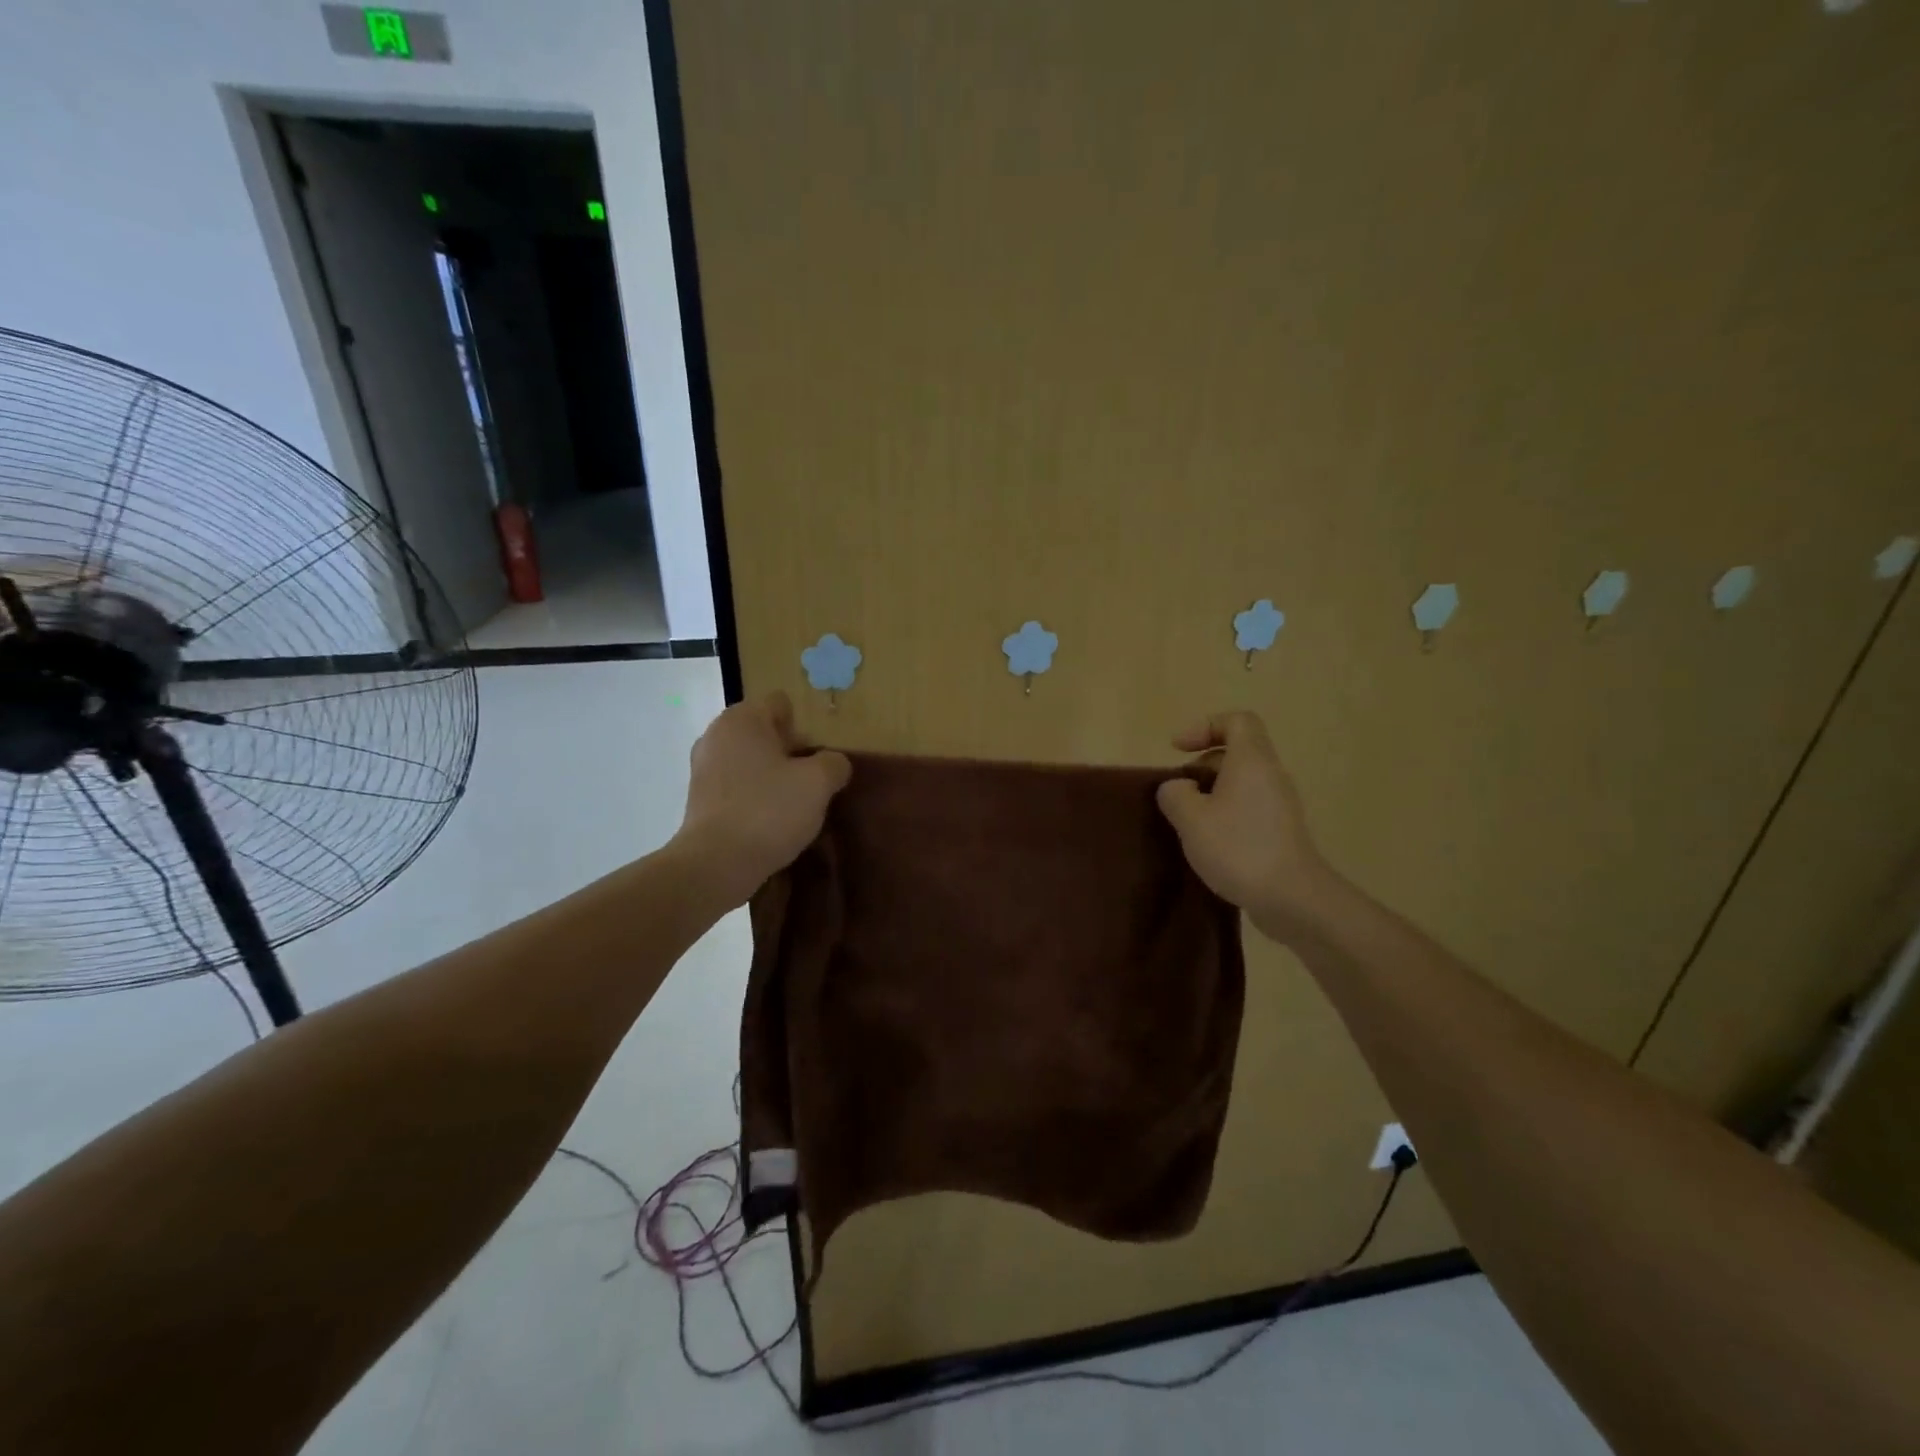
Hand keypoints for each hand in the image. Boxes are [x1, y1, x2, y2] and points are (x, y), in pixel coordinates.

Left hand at [674, 692, 851, 906]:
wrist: (717, 864)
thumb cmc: (769, 811)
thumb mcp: (818, 783)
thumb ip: (834, 763)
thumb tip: (833, 763)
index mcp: (742, 719)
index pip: (780, 704)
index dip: (804, 726)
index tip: (817, 756)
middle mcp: (716, 735)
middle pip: (765, 733)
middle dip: (790, 752)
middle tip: (812, 780)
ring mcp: (703, 768)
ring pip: (750, 761)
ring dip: (772, 776)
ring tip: (794, 804)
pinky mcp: (699, 799)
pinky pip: (736, 786)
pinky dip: (754, 796)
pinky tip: (771, 821)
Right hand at [1156, 711, 1333, 938]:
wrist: (1292, 898)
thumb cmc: (1238, 848)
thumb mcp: (1190, 818)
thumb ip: (1175, 793)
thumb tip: (1178, 788)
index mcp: (1252, 761)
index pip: (1236, 721)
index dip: (1204, 726)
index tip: (1178, 750)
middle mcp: (1270, 776)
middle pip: (1238, 751)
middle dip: (1202, 764)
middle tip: (1178, 789)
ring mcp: (1280, 805)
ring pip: (1242, 782)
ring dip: (1211, 792)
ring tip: (1188, 819)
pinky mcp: (1281, 831)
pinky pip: (1249, 807)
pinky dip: (1225, 813)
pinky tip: (1208, 842)